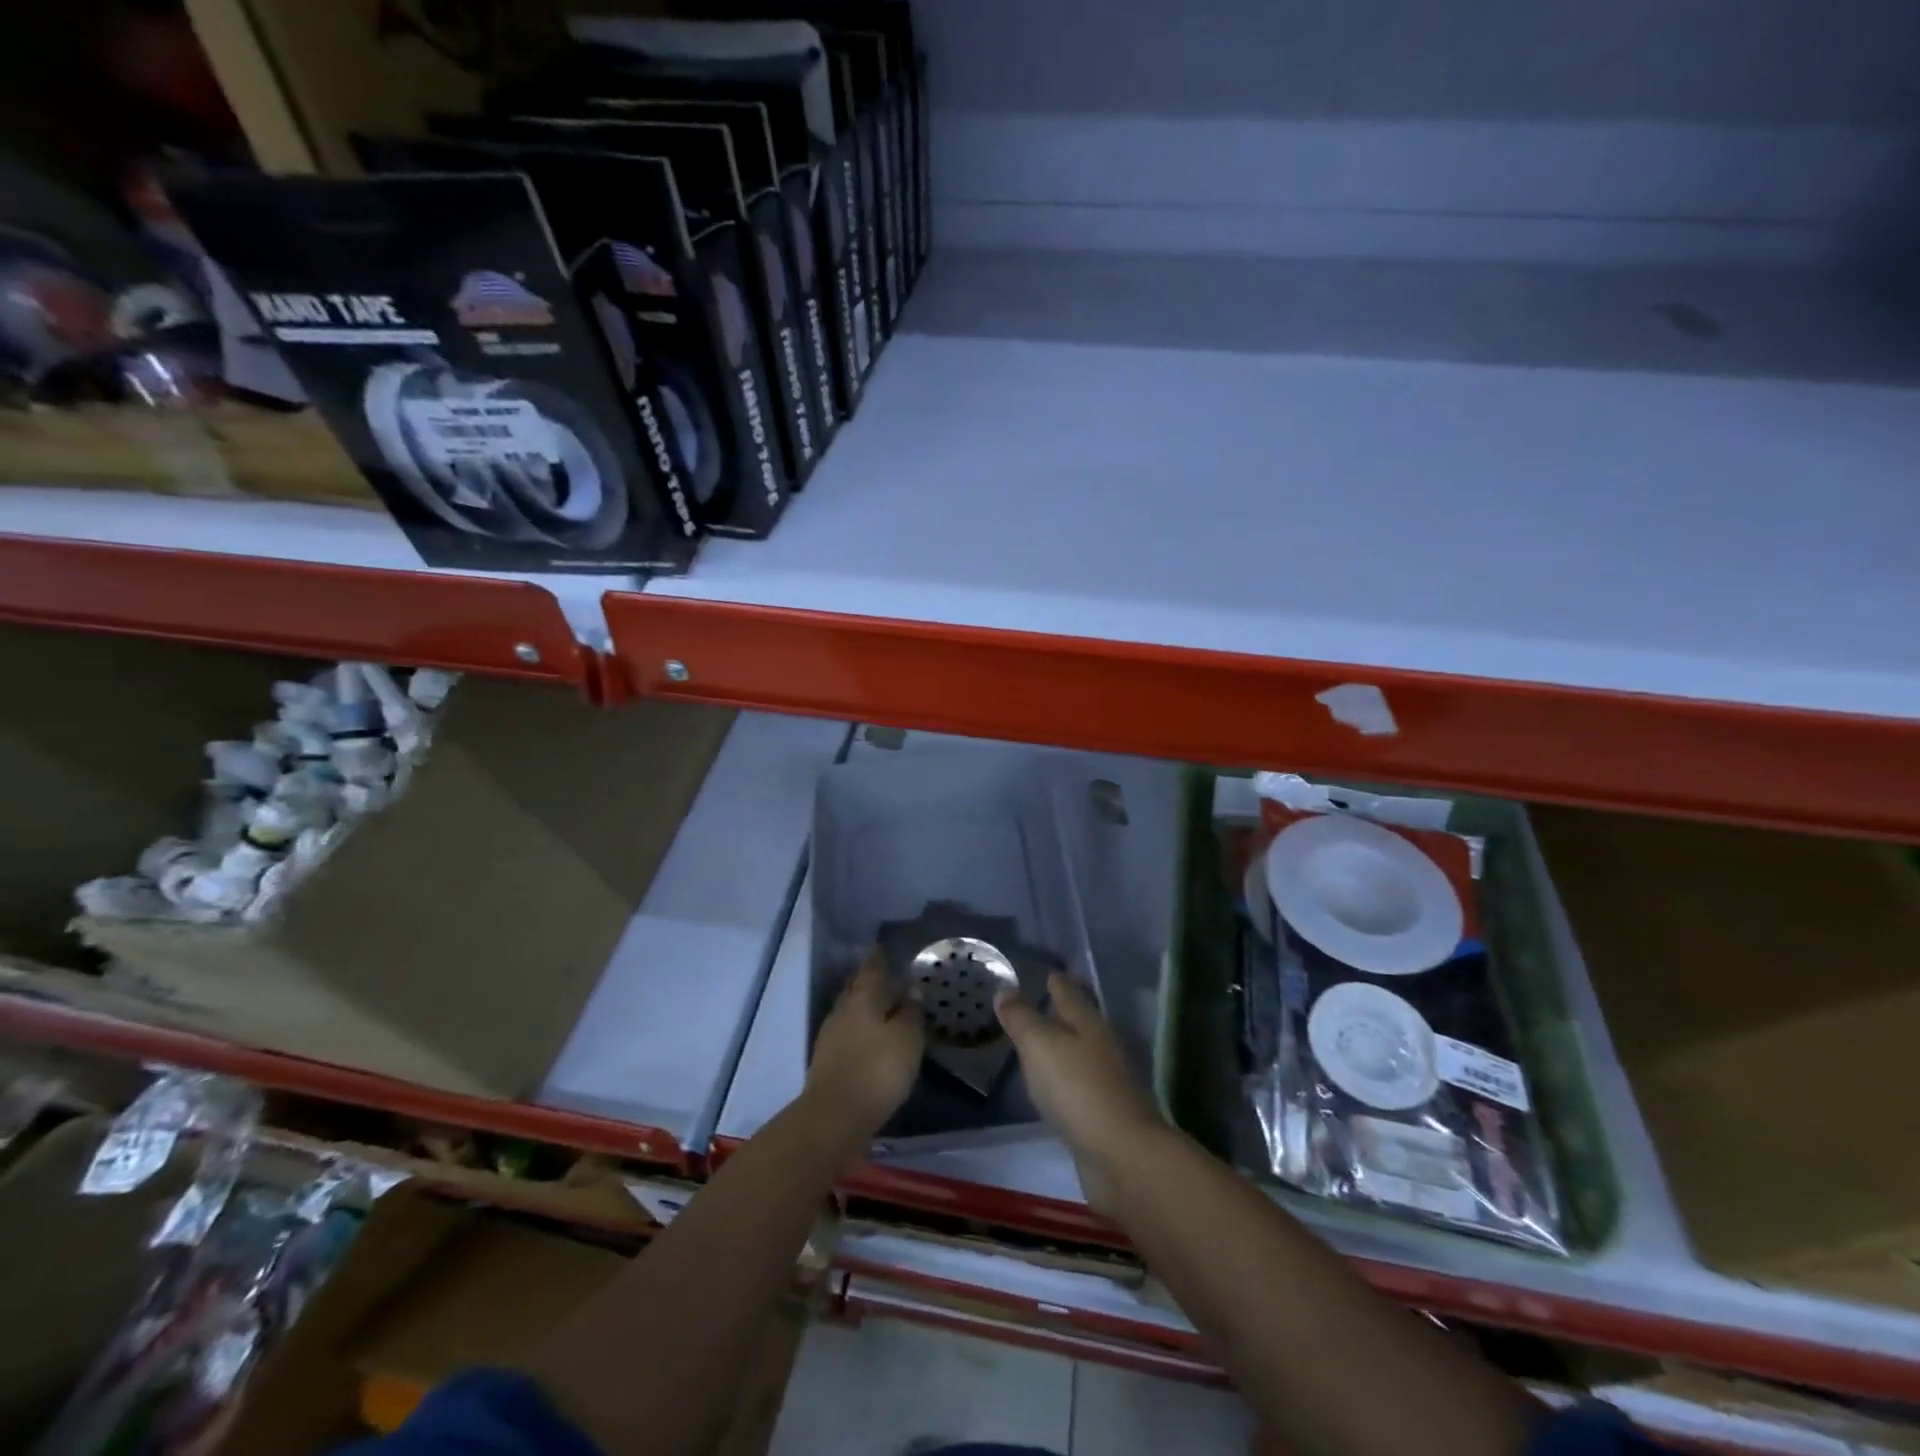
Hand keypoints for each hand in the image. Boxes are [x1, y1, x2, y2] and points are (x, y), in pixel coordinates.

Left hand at [807, 949, 925, 1140]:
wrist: (834, 1118)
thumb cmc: (877, 1070)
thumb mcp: (907, 1039)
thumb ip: (911, 1013)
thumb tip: (911, 991)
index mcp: (863, 998)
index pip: (872, 969)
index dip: (879, 959)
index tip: (883, 948)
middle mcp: (843, 1011)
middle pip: (856, 988)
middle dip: (868, 981)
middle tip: (885, 975)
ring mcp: (831, 1037)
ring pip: (850, 1011)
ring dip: (864, 1007)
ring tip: (883, 1008)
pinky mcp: (827, 1062)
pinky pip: (847, 1033)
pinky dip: (859, 1030)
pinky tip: (870, 1038)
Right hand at [995, 974, 1167, 1210]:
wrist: (1120, 1154)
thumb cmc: (1076, 1087)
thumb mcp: (1039, 1044)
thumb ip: (1021, 1018)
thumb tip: (1005, 989)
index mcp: (1088, 1023)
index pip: (1070, 994)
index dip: (1058, 983)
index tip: (1050, 973)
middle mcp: (1101, 1047)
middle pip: (1081, 1022)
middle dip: (1065, 1012)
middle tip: (1045, 1001)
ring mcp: (1106, 1082)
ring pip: (1081, 1053)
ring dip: (1065, 1046)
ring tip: (1044, 1041)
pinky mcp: (1104, 1114)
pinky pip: (1079, 1085)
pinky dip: (1066, 1079)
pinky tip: (1055, 1086)